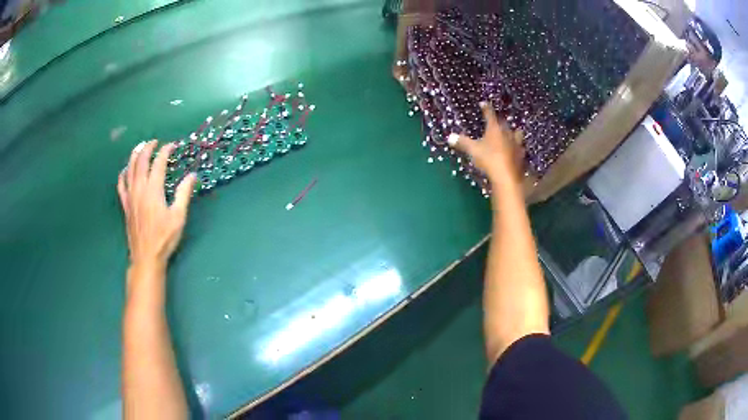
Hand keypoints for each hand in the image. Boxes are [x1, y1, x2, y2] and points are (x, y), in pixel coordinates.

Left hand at [118, 140, 196, 272]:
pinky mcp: (125, 205)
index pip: (158, 163)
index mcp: (153, 190)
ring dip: (134, 155)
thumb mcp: (178, 217)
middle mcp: (139, 189)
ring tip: (140, 147)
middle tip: (155, 142)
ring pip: (129, 169)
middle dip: (148, 148)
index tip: (173, 145)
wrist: (146, 257)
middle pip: (141, 161)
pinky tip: (125, 170)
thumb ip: (184, 194)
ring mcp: (130, 196)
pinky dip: (123, 174)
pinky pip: (121, 184)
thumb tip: (192, 175)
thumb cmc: (164, 238)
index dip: (165, 151)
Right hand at [448, 102, 524, 182]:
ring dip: (513, 133)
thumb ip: (462, 142)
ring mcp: (516, 144)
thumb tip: (450, 137)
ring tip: (511, 133)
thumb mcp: (473, 150)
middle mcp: (507, 133)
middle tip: (496, 121)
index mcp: (494, 129)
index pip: (490, 114)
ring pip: (516, 134)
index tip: (483, 103)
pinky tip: (516, 150)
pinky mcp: (521, 156)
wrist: (506, 176)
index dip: (486, 108)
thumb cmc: (489, 159)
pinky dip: (517, 148)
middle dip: (500, 121)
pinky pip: (520, 148)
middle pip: (504, 123)